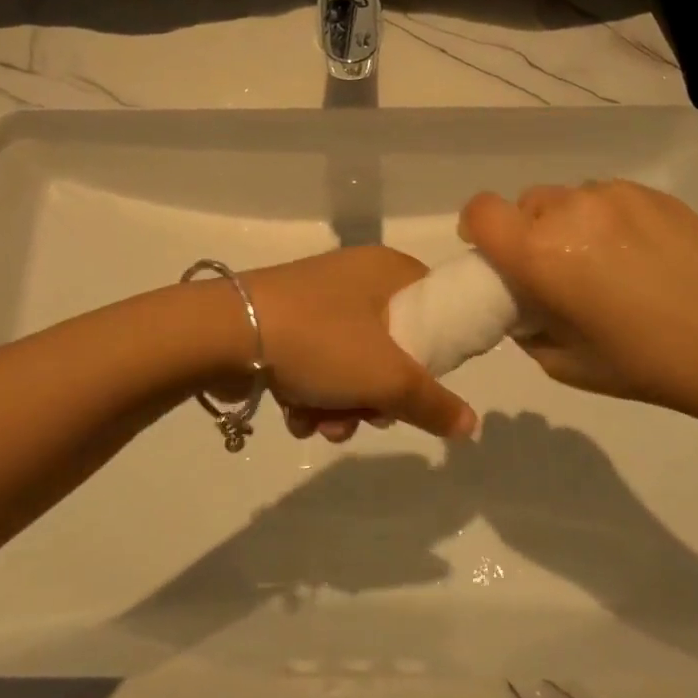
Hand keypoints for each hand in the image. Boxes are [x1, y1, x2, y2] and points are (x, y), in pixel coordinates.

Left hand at [231, 247, 477, 441]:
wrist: (227, 332)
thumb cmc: (321, 341)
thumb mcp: (387, 378)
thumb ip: (433, 403)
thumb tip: (470, 425)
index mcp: (388, 271)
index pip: (435, 304)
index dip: (438, 349)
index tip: (424, 384)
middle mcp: (356, 278)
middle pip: (393, 345)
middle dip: (379, 395)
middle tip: (368, 415)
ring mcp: (319, 300)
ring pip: (353, 363)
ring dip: (344, 406)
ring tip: (323, 427)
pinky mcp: (288, 322)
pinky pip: (318, 363)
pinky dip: (313, 394)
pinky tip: (297, 416)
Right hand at [460, 180, 697, 415]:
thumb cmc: (643, 363)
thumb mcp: (563, 363)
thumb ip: (526, 327)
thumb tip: (524, 305)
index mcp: (540, 253)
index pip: (480, 212)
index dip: (477, 228)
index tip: (493, 253)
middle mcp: (569, 211)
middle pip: (525, 204)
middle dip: (529, 232)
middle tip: (559, 268)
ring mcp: (613, 195)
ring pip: (568, 198)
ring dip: (569, 223)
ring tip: (606, 262)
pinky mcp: (650, 193)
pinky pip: (607, 197)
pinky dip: (607, 220)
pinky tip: (639, 253)